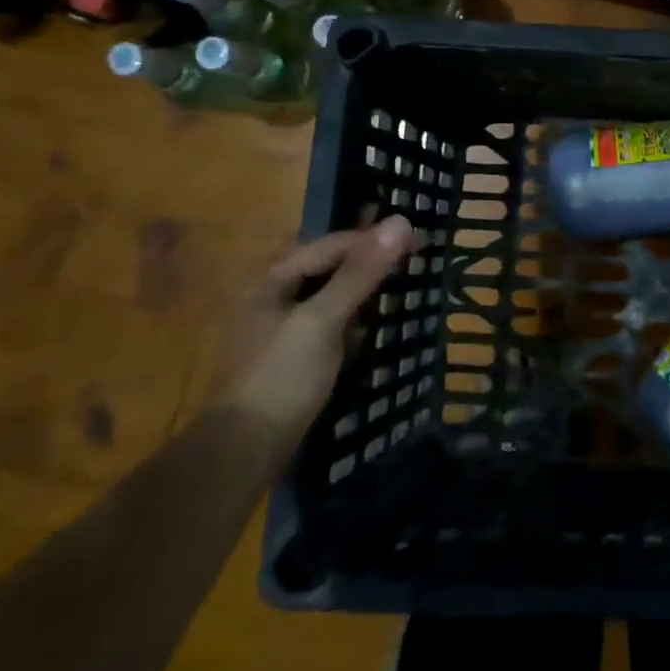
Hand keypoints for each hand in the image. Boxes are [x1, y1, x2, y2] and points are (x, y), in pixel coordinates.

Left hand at [219, 215, 419, 434]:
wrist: (249, 449)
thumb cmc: (283, 376)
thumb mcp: (323, 319)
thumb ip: (360, 272)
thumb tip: (401, 222)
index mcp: (272, 278)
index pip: (333, 244)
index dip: (376, 239)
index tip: (420, 239)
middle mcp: (275, 294)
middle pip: (331, 265)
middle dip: (372, 259)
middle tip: (418, 257)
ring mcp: (285, 325)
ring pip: (334, 292)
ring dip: (367, 286)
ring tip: (407, 281)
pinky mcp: (297, 352)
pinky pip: (334, 319)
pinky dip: (358, 314)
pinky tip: (379, 320)